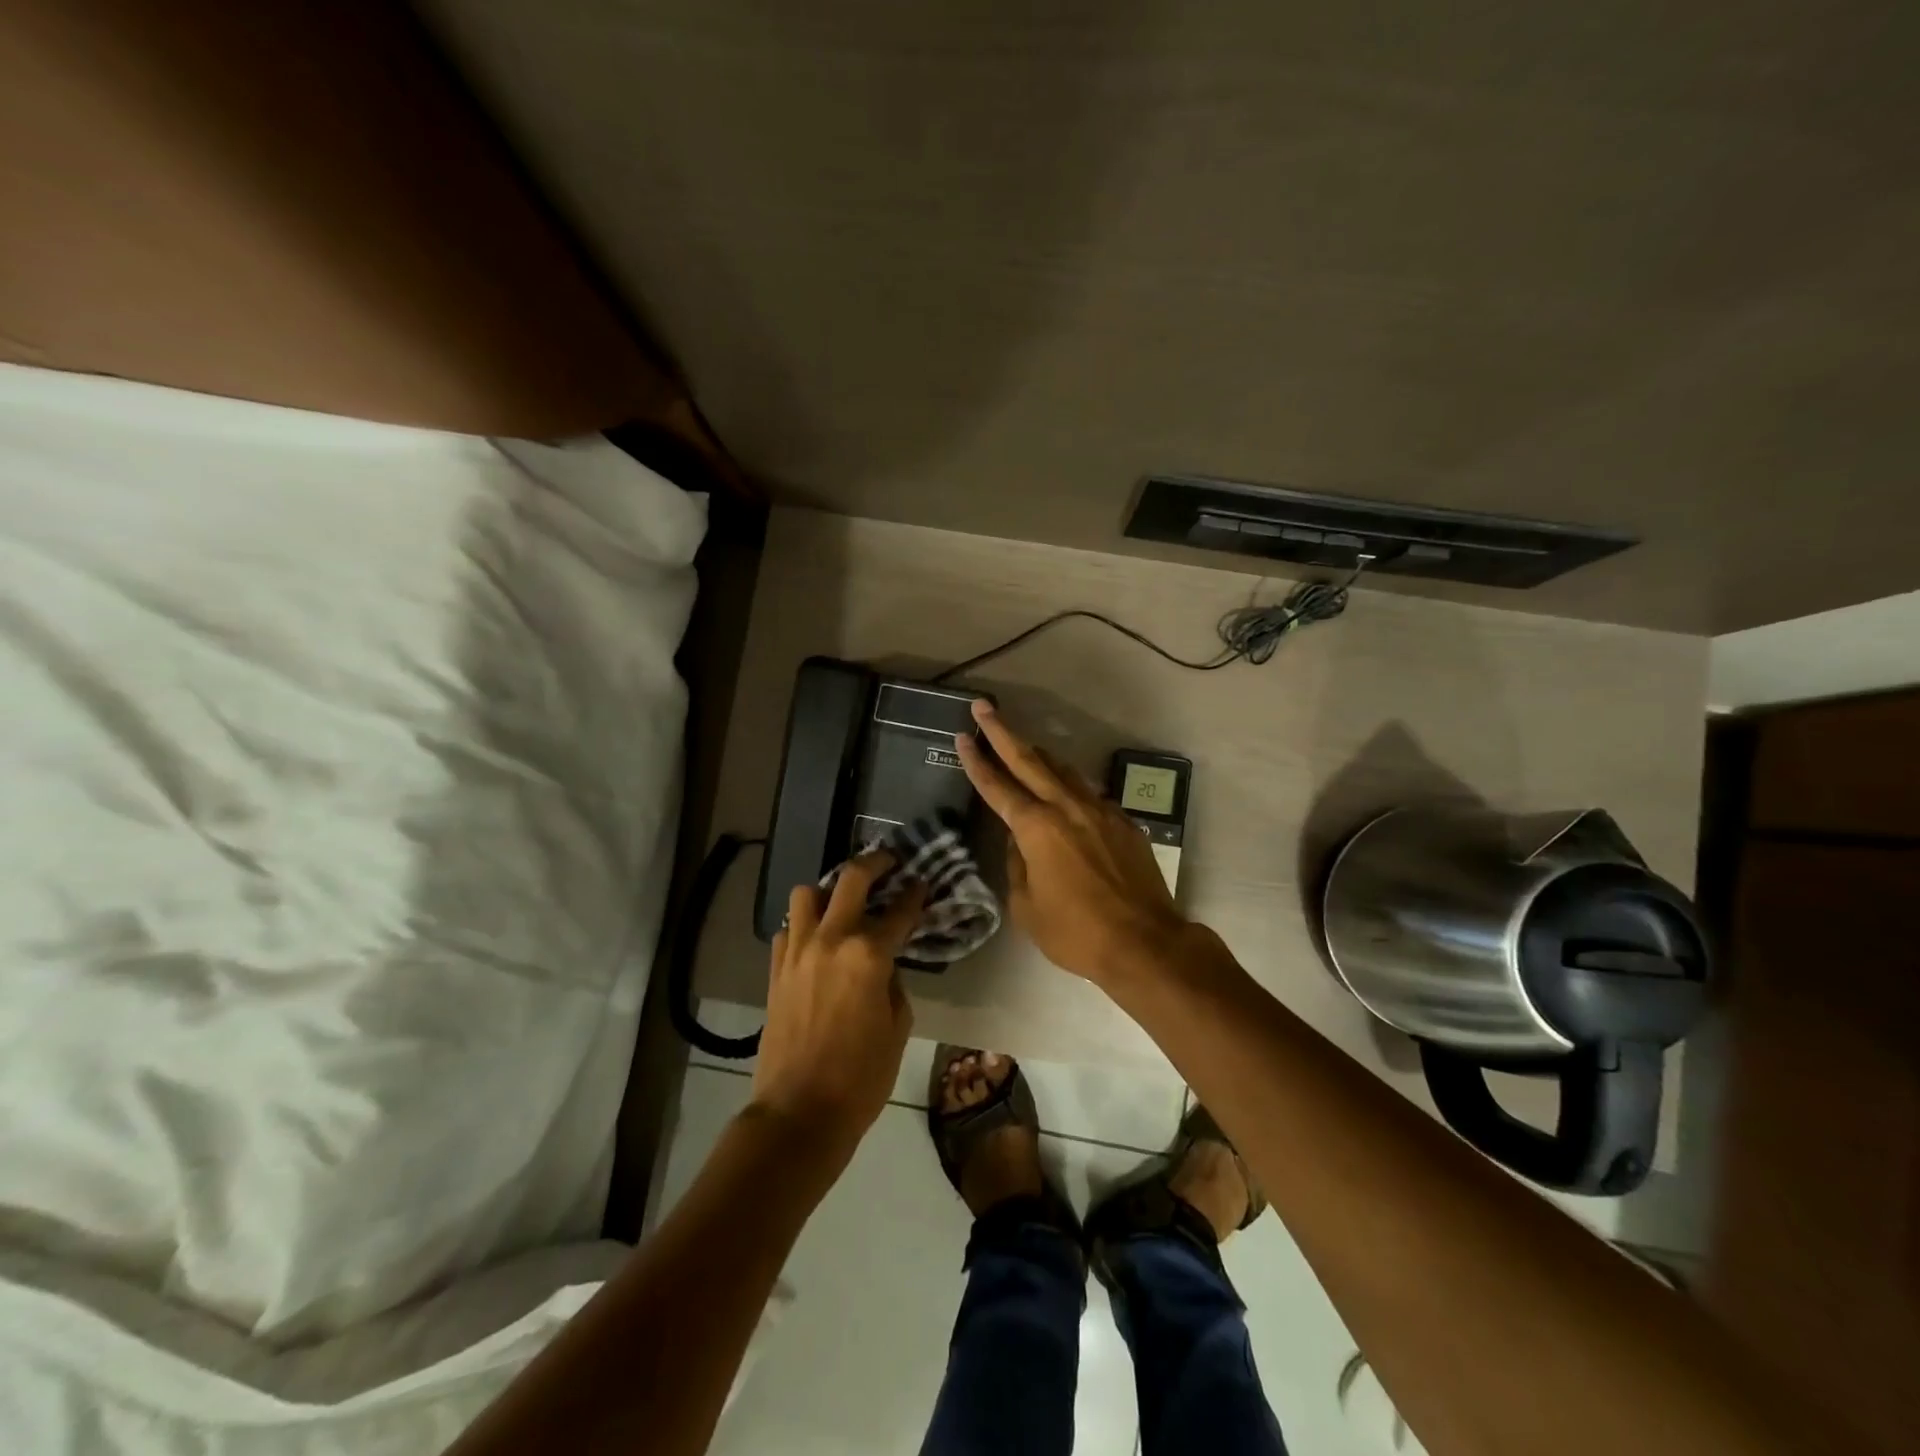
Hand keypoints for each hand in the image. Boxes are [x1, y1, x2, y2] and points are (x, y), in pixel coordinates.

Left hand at [750, 851, 925, 1163]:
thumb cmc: (861, 1076)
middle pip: (851, 879)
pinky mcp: (775, 969)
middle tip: (889, 862)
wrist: (799, 1112)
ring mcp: (798, 951)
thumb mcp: (897, 1028)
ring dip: (828, 891)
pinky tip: (816, 940)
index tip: (922, 883)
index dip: (915, 894)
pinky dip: (804, 925)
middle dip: (875, 863)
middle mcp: (831, 940)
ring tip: (843, 902)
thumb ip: (894, 984)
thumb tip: (885, 966)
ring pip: (807, 894)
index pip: (899, 910)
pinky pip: (788, 929)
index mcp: (869, 954)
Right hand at [956, 700, 1189, 984]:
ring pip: (1063, 771)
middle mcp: (1067, 808)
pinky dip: (1069, 786)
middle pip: (1030, 760)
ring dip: (1038, 755)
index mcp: (1036, 828)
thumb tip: (1018, 841)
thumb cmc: (1076, 932)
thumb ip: (1017, 865)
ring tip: (1022, 744)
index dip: (976, 761)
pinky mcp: (1123, 822)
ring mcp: (1099, 811)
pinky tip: (1064, 793)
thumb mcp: (1027, 907)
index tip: (961, 736)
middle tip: (984, 707)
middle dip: (1002, 732)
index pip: (997, 787)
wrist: (1145, 942)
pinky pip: (1088, 794)